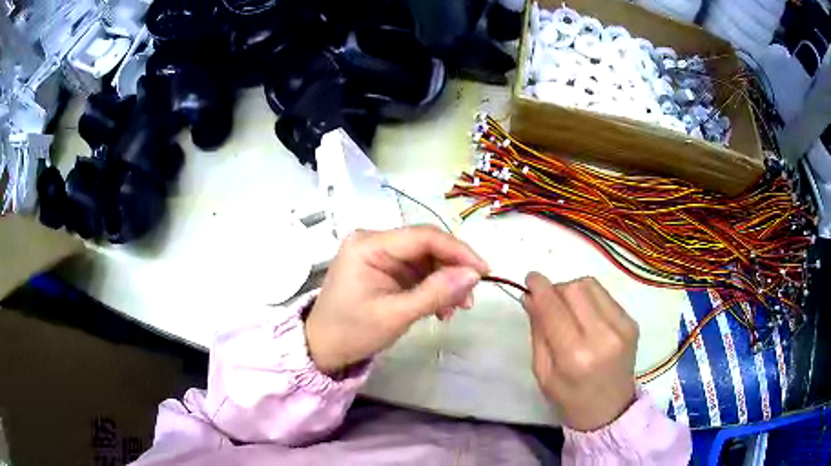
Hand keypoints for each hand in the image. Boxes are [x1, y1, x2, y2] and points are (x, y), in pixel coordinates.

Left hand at [305, 226, 489, 374]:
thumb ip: (435, 292)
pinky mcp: (384, 268)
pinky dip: (433, 288)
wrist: (324, 348)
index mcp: (369, 245)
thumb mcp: (396, 315)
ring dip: (445, 282)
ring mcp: (379, 254)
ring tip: (456, 309)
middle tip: (470, 298)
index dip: (458, 251)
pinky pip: (417, 271)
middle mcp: (374, 241)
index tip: (484, 271)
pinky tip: (440, 309)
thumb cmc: (352, 332)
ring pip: (426, 260)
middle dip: (452, 270)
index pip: (423, 236)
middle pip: (426, 246)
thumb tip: (474, 275)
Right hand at [523, 273, 638, 431]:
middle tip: (549, 303)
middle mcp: (603, 335)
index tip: (530, 278)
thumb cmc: (570, 399)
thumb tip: (530, 297)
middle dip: (557, 289)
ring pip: (591, 285)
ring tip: (568, 310)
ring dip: (573, 290)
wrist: (611, 411)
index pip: (554, 308)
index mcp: (575, 355)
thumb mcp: (543, 373)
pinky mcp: (632, 322)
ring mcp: (622, 327)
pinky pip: (605, 295)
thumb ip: (538, 332)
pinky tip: (586, 316)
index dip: (540, 287)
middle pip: (575, 288)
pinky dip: (589, 298)